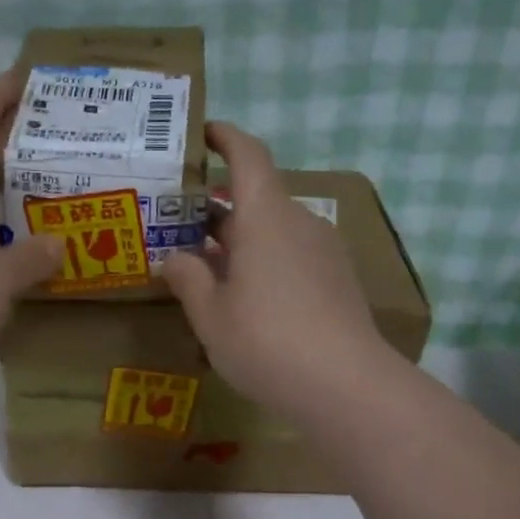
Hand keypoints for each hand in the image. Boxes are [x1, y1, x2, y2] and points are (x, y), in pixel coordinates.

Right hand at [160, 122, 391, 421]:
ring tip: (209, 268)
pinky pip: (294, 256)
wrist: (346, 385)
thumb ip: (188, 279)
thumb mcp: (211, 316)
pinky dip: (266, 261)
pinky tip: (248, 297)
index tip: (204, 133)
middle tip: (182, 225)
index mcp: (266, 217)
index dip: (226, 138)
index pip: (248, 155)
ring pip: (275, 231)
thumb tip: (173, 259)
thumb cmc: (266, 342)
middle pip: (258, 198)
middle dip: (220, 207)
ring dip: (242, 240)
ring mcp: (325, 252)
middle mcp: (300, 223)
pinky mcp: (339, 281)